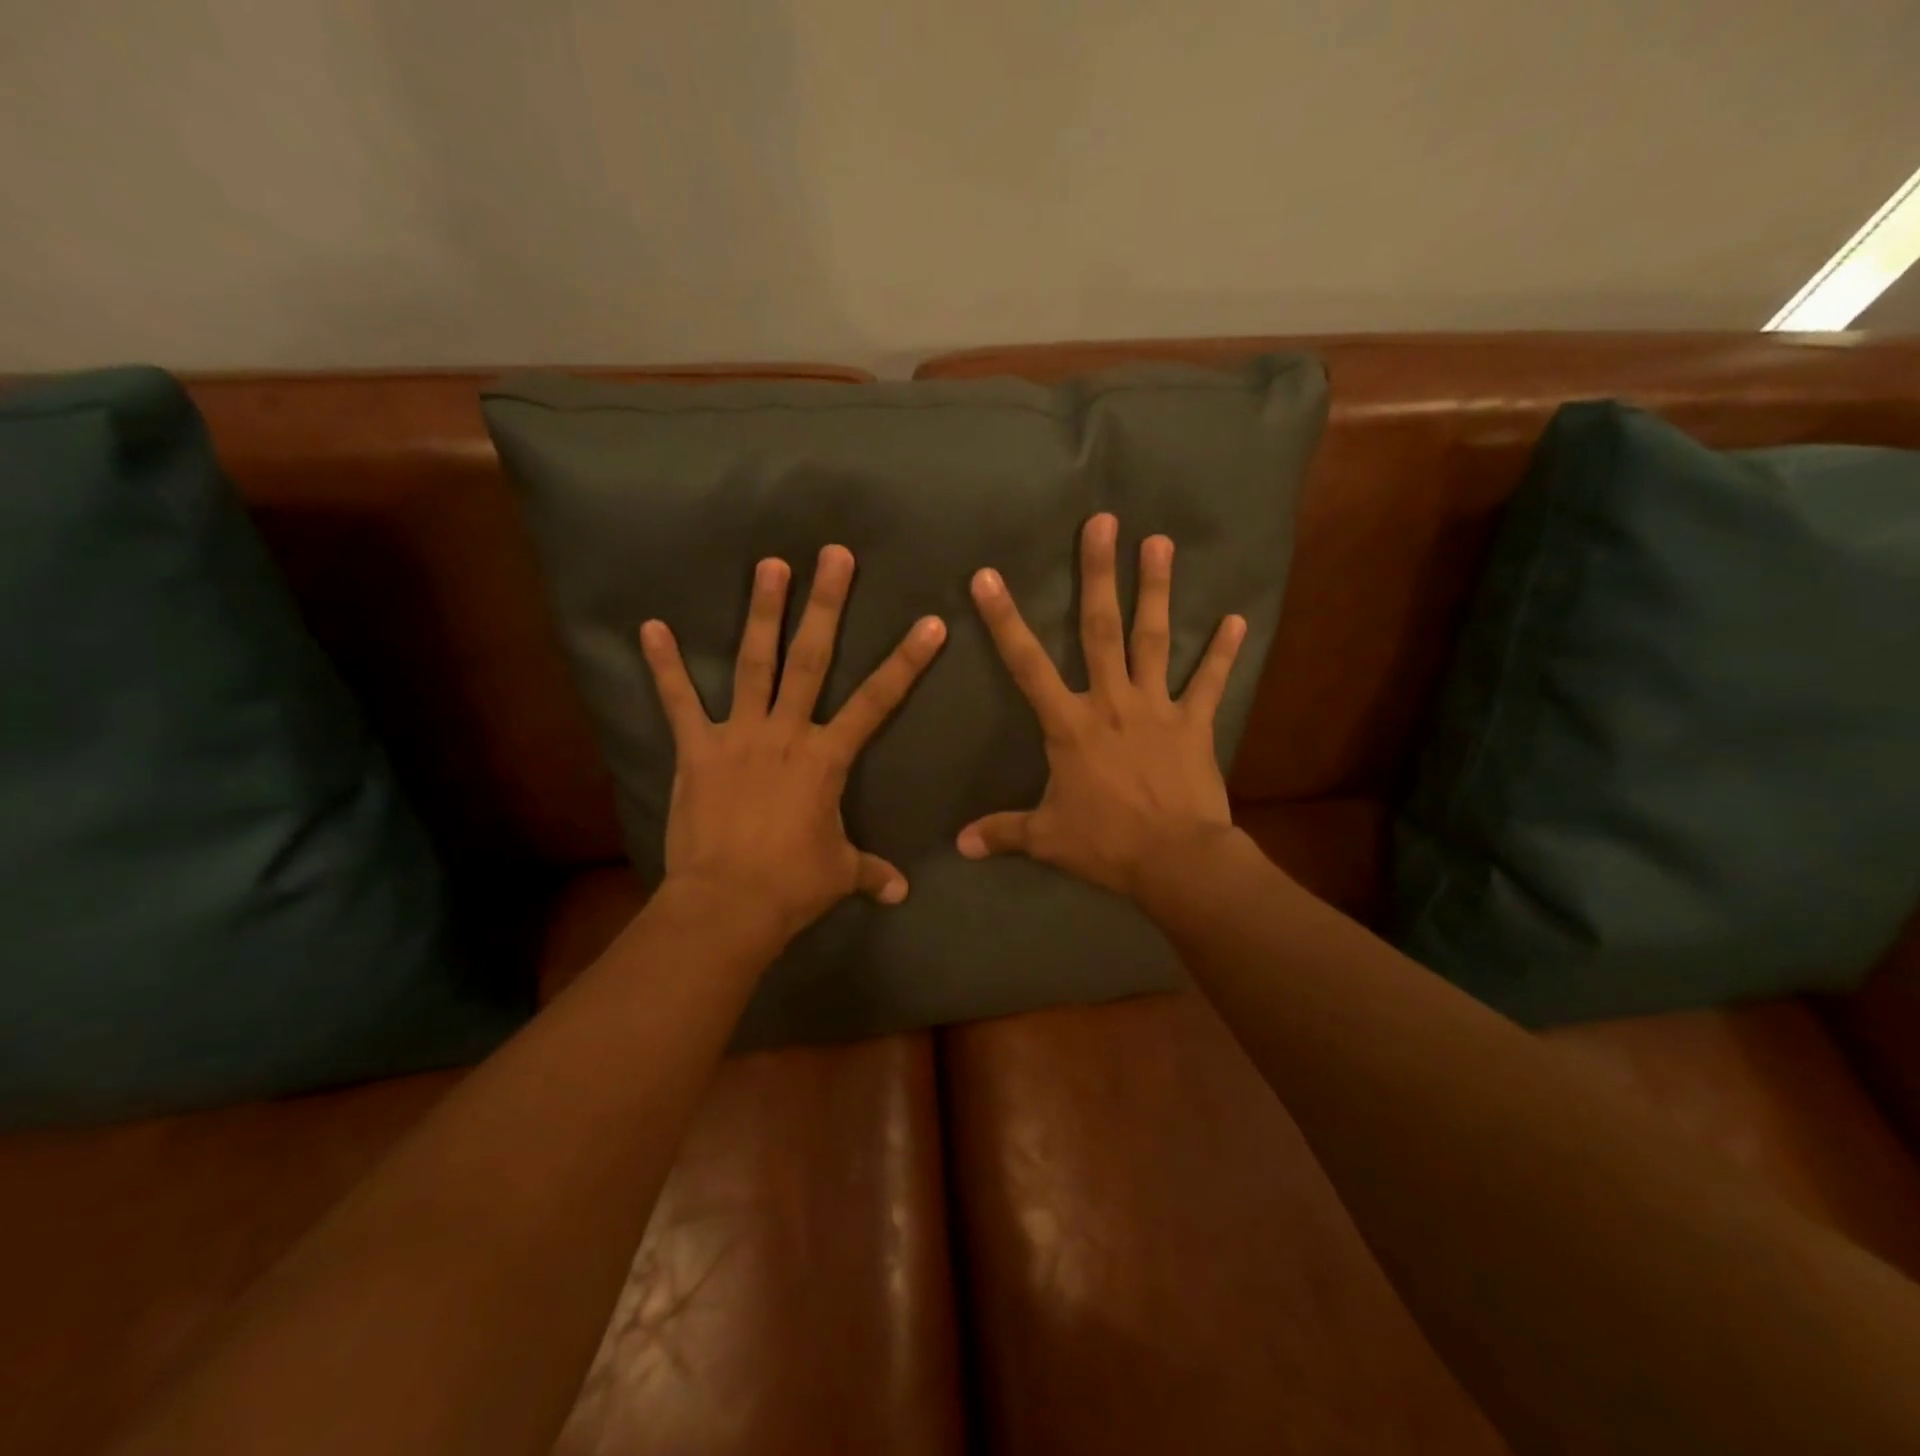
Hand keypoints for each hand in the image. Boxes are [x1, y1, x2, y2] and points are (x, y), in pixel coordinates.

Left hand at [640, 545, 945, 943]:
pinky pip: (679, 702)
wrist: (728, 904)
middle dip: (826, 605)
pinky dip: (664, 665)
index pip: (878, 701)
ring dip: (762, 613)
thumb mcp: (840, 875)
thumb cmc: (792, 885)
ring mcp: (739, 736)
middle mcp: (786, 732)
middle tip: (834, 555)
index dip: (907, 661)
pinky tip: (651, 626)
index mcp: (827, 758)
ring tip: (769, 565)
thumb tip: (902, 893)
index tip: (930, 623)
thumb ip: (871, 873)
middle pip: (812, 659)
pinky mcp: (697, 750)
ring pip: (754, 663)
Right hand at [956, 513, 1247, 900]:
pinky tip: (1236, 618)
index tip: (988, 576)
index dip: (1004, 620)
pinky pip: (1209, 682)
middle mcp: (1112, 702)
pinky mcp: (1195, 724)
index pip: (1026, 665)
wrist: (1176, 861)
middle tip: (1103, 522)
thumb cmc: (1106, 844)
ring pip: (1154, 640)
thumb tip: (957, 847)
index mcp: (1069, 725)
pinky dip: (1223, 652)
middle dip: (1099, 575)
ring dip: (1157, 591)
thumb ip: (1002, 833)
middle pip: (1101, 629)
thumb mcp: (1047, 839)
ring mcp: (1157, 708)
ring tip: (1160, 542)